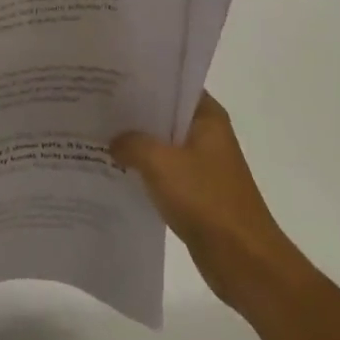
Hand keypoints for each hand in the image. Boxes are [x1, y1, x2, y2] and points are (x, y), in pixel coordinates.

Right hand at [111, 93, 307, 306]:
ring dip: (135, 143)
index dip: (141, 79)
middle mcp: (207, 135)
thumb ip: (132, 143)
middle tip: (94, 103)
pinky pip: (163, 172)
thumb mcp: (160, 163)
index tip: (109, 77)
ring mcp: (202, 165)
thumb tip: (113, 141)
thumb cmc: (207, 200)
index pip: (172, 84)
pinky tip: (114, 169)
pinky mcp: (195, 192)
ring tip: (97, 134)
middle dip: (132, 112)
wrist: (244, 262)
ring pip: (161, 144)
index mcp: (207, 117)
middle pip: (163, 114)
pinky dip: (142, 170)